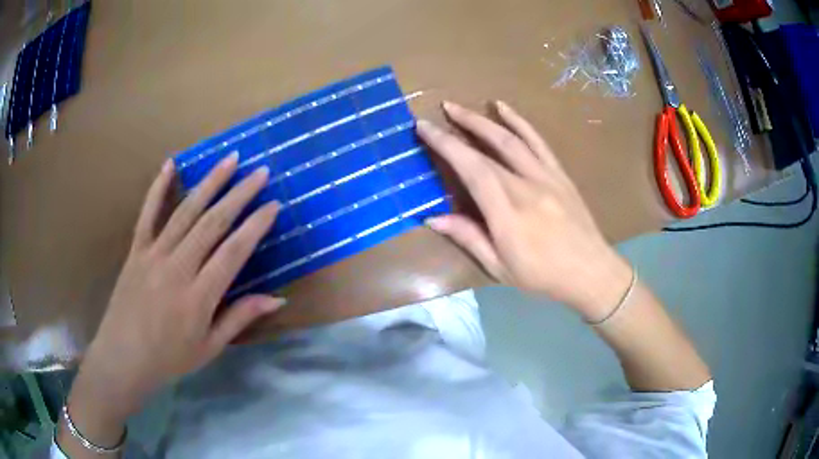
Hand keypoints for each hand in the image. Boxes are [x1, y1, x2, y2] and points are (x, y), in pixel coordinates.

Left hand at [68, 154, 283, 432]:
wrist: (124, 357)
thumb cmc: (170, 358)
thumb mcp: (210, 347)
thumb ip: (240, 318)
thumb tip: (277, 299)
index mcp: (199, 296)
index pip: (233, 252)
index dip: (255, 226)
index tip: (273, 205)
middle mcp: (178, 267)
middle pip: (213, 223)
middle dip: (239, 194)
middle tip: (260, 171)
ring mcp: (154, 254)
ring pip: (185, 211)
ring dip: (209, 182)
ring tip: (229, 159)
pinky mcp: (136, 250)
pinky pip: (147, 213)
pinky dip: (158, 187)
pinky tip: (171, 164)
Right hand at [419, 101, 631, 320]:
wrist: (590, 271)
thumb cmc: (542, 276)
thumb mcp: (499, 267)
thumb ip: (468, 237)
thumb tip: (433, 217)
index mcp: (507, 211)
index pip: (471, 168)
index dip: (445, 144)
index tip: (425, 128)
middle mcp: (525, 186)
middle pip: (488, 148)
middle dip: (460, 126)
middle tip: (439, 111)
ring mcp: (545, 176)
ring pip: (511, 139)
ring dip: (484, 119)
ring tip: (462, 108)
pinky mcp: (559, 173)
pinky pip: (538, 141)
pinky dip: (519, 122)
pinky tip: (504, 108)